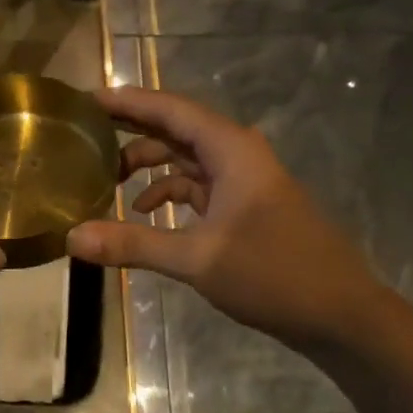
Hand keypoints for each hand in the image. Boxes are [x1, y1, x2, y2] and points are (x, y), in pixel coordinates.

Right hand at [66, 86, 381, 349]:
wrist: (341, 313)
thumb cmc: (274, 273)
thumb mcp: (197, 258)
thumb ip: (133, 243)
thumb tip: (72, 237)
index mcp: (231, 150)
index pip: (171, 109)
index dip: (128, 101)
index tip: (86, 99)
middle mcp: (237, 155)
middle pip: (176, 129)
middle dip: (132, 130)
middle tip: (85, 133)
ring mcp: (243, 182)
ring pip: (186, 159)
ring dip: (149, 165)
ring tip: (105, 177)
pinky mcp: (245, 208)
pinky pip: (198, 187)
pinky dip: (169, 193)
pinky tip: (144, 213)